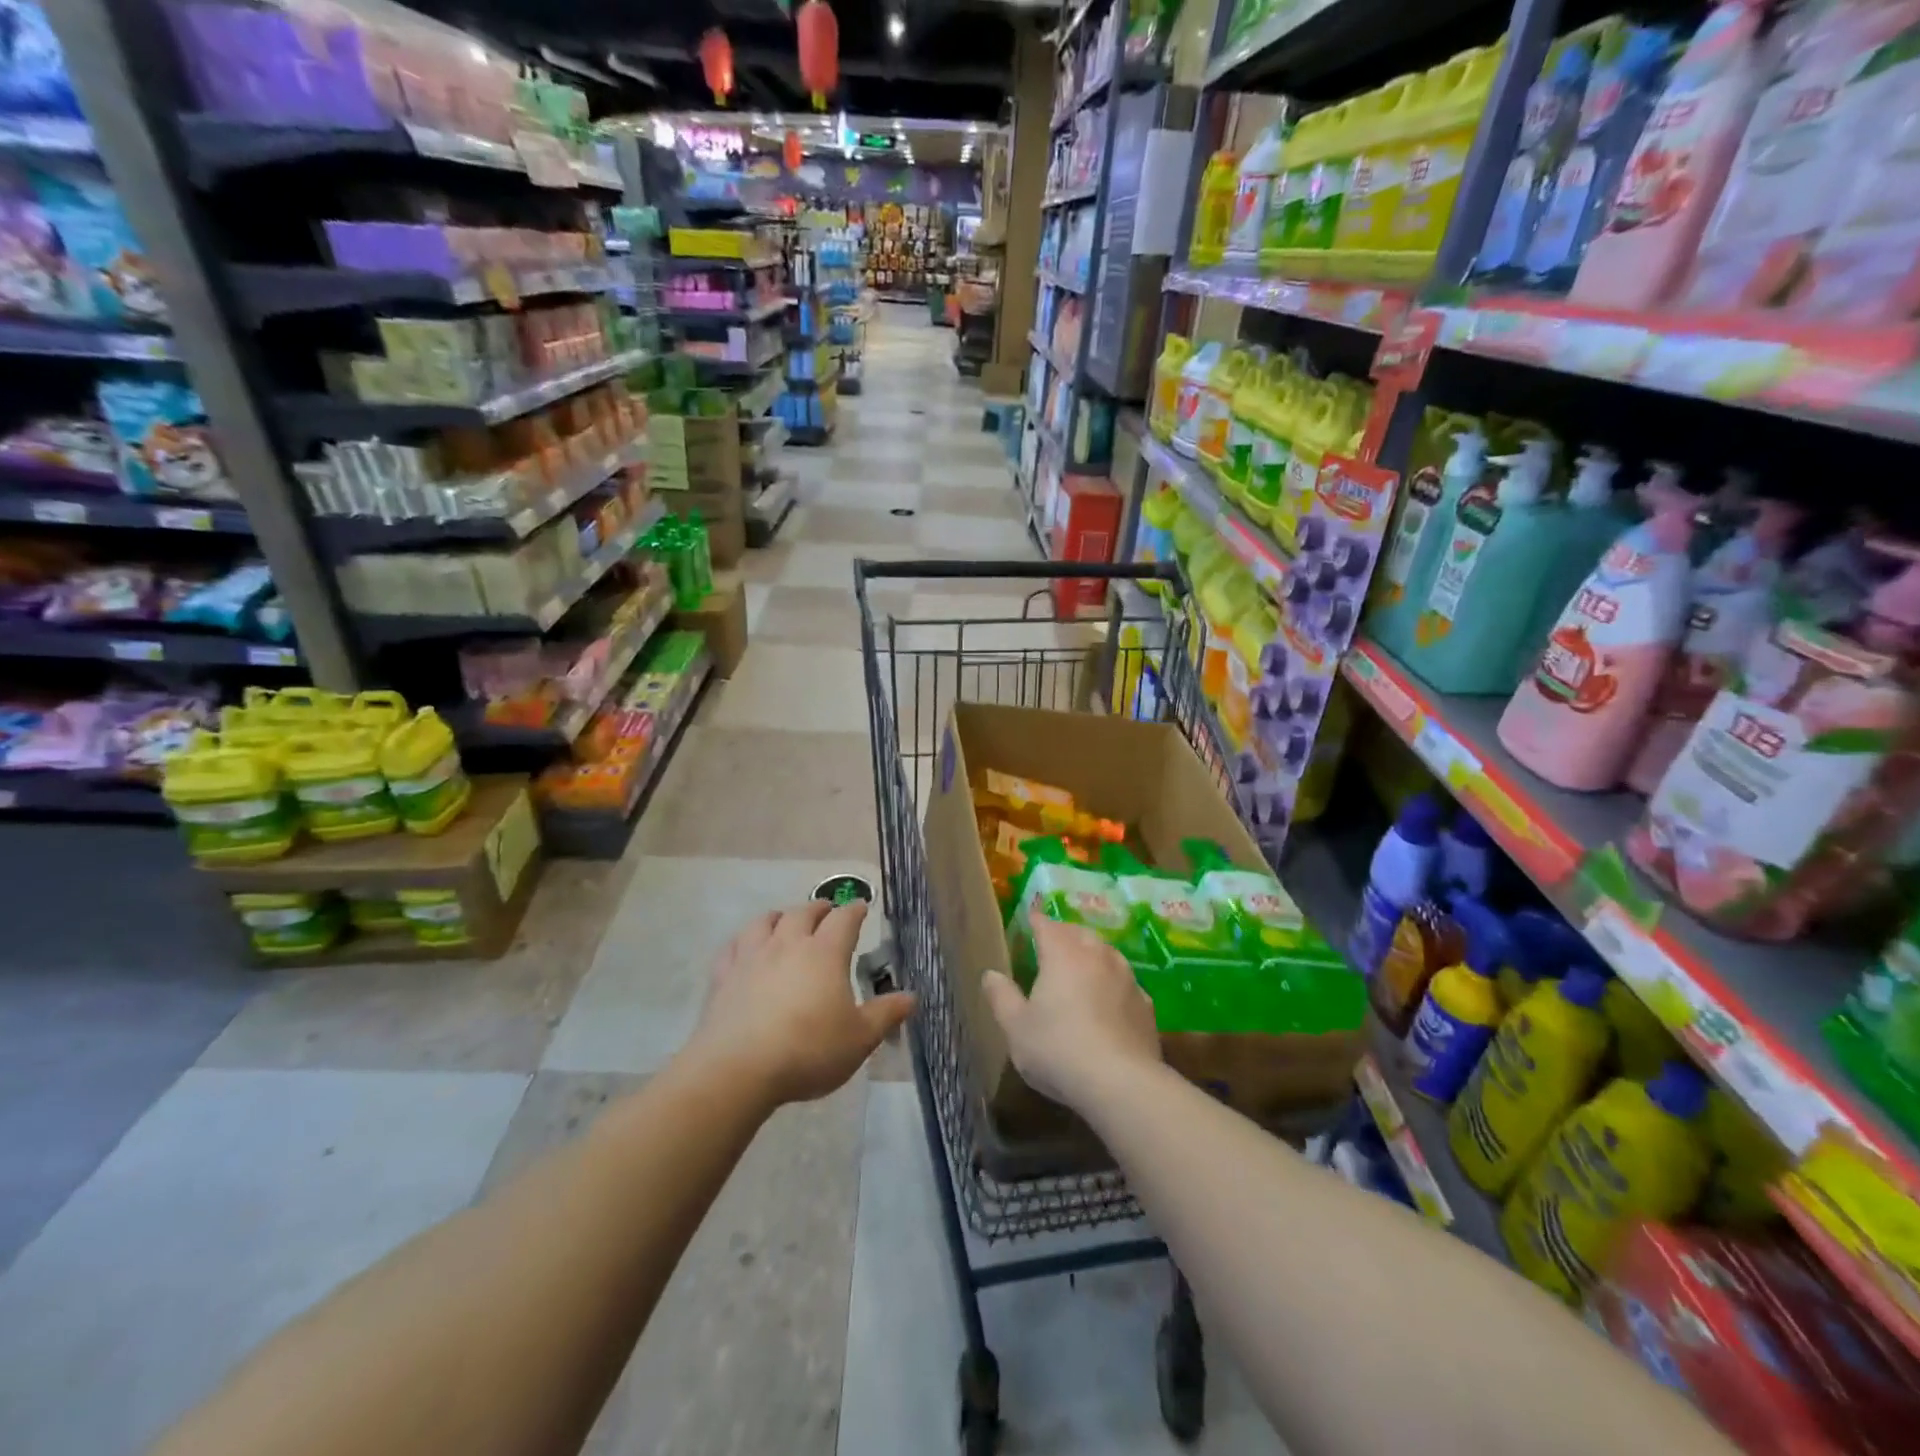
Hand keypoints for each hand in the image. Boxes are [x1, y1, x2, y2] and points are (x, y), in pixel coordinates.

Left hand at [689, 901, 914, 1106]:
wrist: (738, 1069)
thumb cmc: (808, 1051)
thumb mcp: (859, 1039)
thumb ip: (885, 1014)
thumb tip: (911, 997)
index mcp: (825, 953)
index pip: (844, 920)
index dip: (855, 910)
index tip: (861, 907)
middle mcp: (788, 944)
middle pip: (803, 913)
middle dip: (819, 908)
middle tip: (827, 911)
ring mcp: (751, 957)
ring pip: (765, 922)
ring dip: (780, 917)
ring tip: (785, 920)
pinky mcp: (723, 976)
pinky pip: (733, 947)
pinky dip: (743, 941)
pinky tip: (744, 948)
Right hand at [981, 915, 1161, 1109]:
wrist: (1122, 1084)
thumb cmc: (1058, 1050)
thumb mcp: (1016, 1028)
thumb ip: (1001, 997)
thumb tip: (990, 974)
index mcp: (1062, 954)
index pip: (1046, 925)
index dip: (1036, 921)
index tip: (1030, 920)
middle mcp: (1097, 956)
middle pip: (1079, 933)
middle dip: (1065, 934)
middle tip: (1052, 943)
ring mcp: (1126, 978)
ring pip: (1106, 953)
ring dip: (1092, 955)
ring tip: (1081, 967)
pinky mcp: (1145, 1004)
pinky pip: (1124, 982)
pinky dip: (1112, 983)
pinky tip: (1108, 1000)